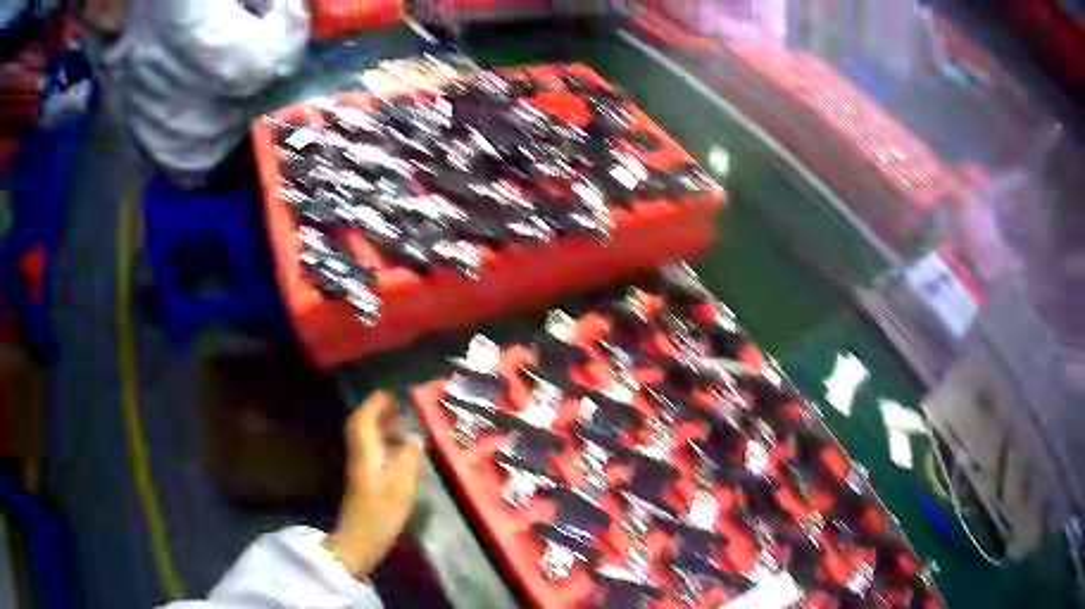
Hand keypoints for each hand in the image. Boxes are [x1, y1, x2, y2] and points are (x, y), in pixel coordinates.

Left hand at [325, 392, 423, 576]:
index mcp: (365, 452)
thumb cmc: (380, 513)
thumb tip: (415, 438)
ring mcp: (359, 469)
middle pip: (361, 427)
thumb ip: (409, 459)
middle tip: (398, 409)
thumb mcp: (401, 486)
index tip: (390, 394)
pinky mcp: (363, 481)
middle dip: (377, 414)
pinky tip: (398, 454)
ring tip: (402, 429)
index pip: (363, 420)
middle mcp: (358, 455)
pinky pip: (371, 452)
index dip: (375, 405)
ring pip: (366, 440)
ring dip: (380, 429)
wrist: (359, 540)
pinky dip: (382, 445)